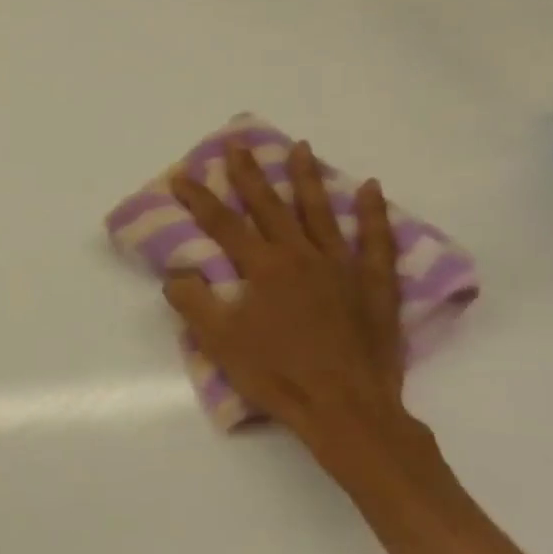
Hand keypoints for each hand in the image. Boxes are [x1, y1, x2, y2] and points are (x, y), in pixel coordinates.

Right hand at [164, 140, 409, 459]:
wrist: (346, 409)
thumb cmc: (277, 375)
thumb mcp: (220, 342)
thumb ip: (194, 302)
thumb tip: (177, 273)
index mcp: (263, 268)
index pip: (224, 225)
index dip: (199, 199)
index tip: (182, 175)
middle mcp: (301, 256)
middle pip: (270, 206)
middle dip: (250, 174)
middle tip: (238, 144)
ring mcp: (341, 267)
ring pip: (321, 212)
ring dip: (307, 178)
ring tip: (301, 147)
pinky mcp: (373, 285)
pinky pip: (375, 241)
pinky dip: (372, 213)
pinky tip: (370, 188)